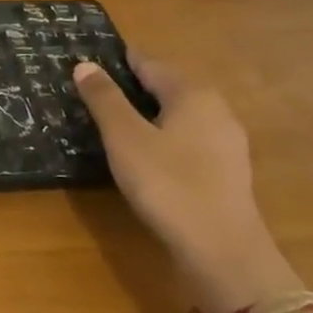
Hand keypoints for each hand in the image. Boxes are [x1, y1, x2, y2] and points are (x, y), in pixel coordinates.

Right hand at [72, 56, 298, 312]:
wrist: (222, 251)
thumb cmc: (168, 184)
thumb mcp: (124, 137)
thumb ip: (104, 99)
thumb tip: (86, 65)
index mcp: (192, 94)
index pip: (149, 64)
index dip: (118, 61)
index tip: (89, 61)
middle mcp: (216, 110)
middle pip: (166, 87)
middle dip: (132, 87)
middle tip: (93, 91)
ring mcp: (226, 143)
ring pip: (177, 115)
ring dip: (146, 114)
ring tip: (111, 122)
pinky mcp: (226, 171)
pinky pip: (186, 140)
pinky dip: (161, 137)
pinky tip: (142, 153)